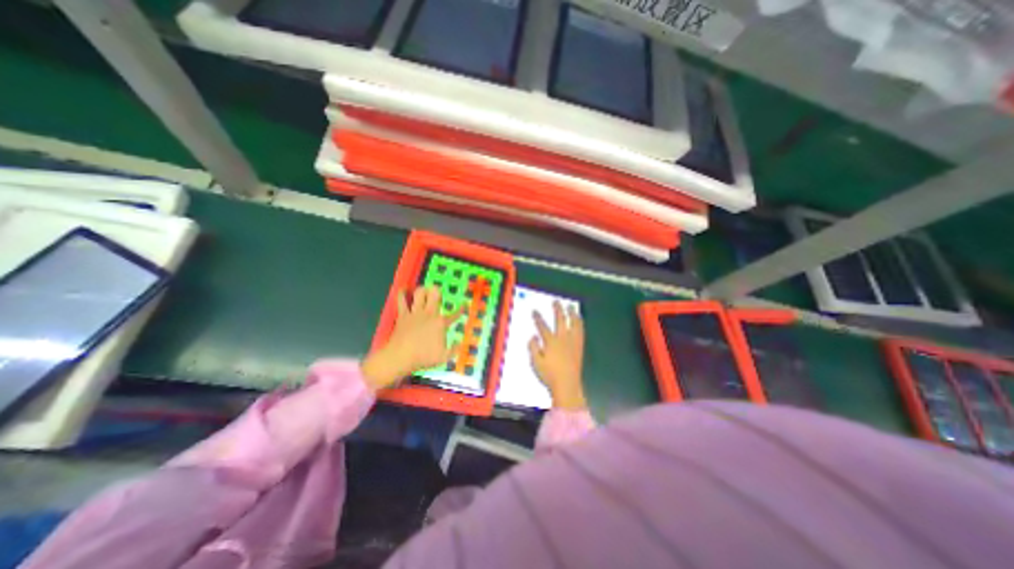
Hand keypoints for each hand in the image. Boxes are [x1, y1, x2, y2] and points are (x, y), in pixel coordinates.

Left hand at [363, 286, 463, 387]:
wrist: (401, 357)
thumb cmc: (423, 357)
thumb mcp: (443, 357)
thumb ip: (454, 350)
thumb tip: (459, 344)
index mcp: (440, 323)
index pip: (454, 315)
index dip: (460, 310)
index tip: (464, 305)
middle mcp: (429, 314)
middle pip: (435, 295)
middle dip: (437, 291)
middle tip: (437, 292)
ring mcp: (415, 313)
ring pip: (419, 294)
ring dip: (422, 290)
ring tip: (424, 290)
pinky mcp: (402, 315)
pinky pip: (401, 301)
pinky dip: (402, 295)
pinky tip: (403, 291)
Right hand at [531, 303, 587, 409]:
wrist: (567, 384)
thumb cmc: (550, 374)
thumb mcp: (536, 362)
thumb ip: (533, 348)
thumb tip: (533, 336)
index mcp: (551, 342)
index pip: (543, 327)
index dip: (538, 318)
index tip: (535, 311)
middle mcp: (563, 338)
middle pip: (560, 320)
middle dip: (557, 310)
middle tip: (556, 302)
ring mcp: (573, 342)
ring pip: (573, 324)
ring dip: (572, 314)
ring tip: (571, 307)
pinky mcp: (579, 346)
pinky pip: (581, 331)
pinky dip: (580, 323)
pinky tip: (579, 321)